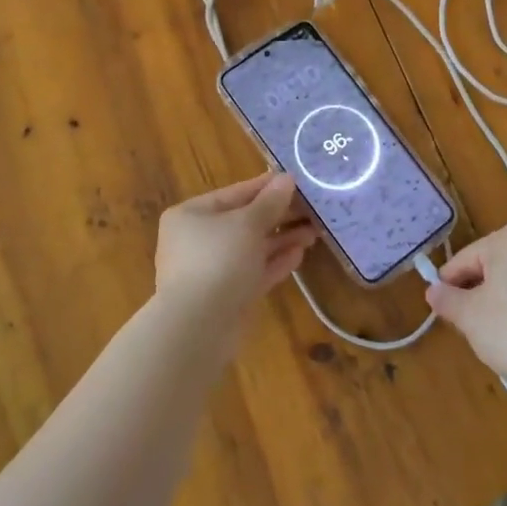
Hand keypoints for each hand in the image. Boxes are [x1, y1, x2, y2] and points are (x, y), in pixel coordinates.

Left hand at [154, 173, 316, 323]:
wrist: (197, 327)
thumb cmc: (218, 260)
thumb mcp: (247, 224)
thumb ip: (270, 202)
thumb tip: (287, 178)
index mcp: (192, 215)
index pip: (235, 193)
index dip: (266, 186)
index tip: (297, 180)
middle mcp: (198, 239)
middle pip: (244, 221)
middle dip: (279, 216)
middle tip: (312, 209)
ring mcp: (211, 270)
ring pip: (252, 248)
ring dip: (282, 239)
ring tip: (314, 231)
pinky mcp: (226, 296)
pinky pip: (253, 272)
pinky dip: (275, 262)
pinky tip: (300, 254)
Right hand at [424, 224, 506, 398]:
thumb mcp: (469, 316)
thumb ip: (447, 300)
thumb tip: (433, 291)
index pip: (464, 259)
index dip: (448, 286)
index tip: (442, 311)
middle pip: (492, 268)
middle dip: (476, 295)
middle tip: (467, 326)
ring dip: (501, 304)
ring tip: (495, 337)